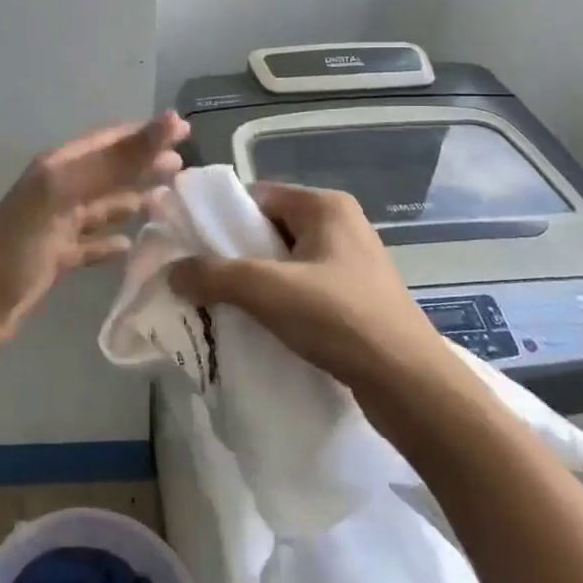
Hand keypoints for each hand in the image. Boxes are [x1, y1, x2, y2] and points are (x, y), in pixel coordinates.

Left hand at [0, 112, 189, 354]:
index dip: (144, 134)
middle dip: (143, 166)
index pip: (108, 141)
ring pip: (102, 207)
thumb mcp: (64, 191)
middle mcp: (59, 191)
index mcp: (59, 167)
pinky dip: (110, 242)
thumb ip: (115, 159)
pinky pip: (90, 245)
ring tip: (167, 201)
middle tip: (183, 168)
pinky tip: (129, 246)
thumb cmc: (19, 241)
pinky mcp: (55, 259)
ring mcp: (56, 226)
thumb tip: (169, 121)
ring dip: (132, 201)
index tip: (183, 131)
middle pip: (108, 172)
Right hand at [168, 182, 449, 389]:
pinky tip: (258, 324)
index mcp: (325, 205)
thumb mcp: (267, 290)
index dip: (220, 217)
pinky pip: (303, 286)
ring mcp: (352, 262)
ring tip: (223, 304)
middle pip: (268, 228)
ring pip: (284, 261)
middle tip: (201, 279)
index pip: (257, 195)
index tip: (190, 245)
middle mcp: (341, 224)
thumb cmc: (339, 319)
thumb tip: (171, 271)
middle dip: (234, 253)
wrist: (410, 386)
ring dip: (254, 281)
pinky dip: (278, 300)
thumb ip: (213, 274)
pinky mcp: (356, 296)